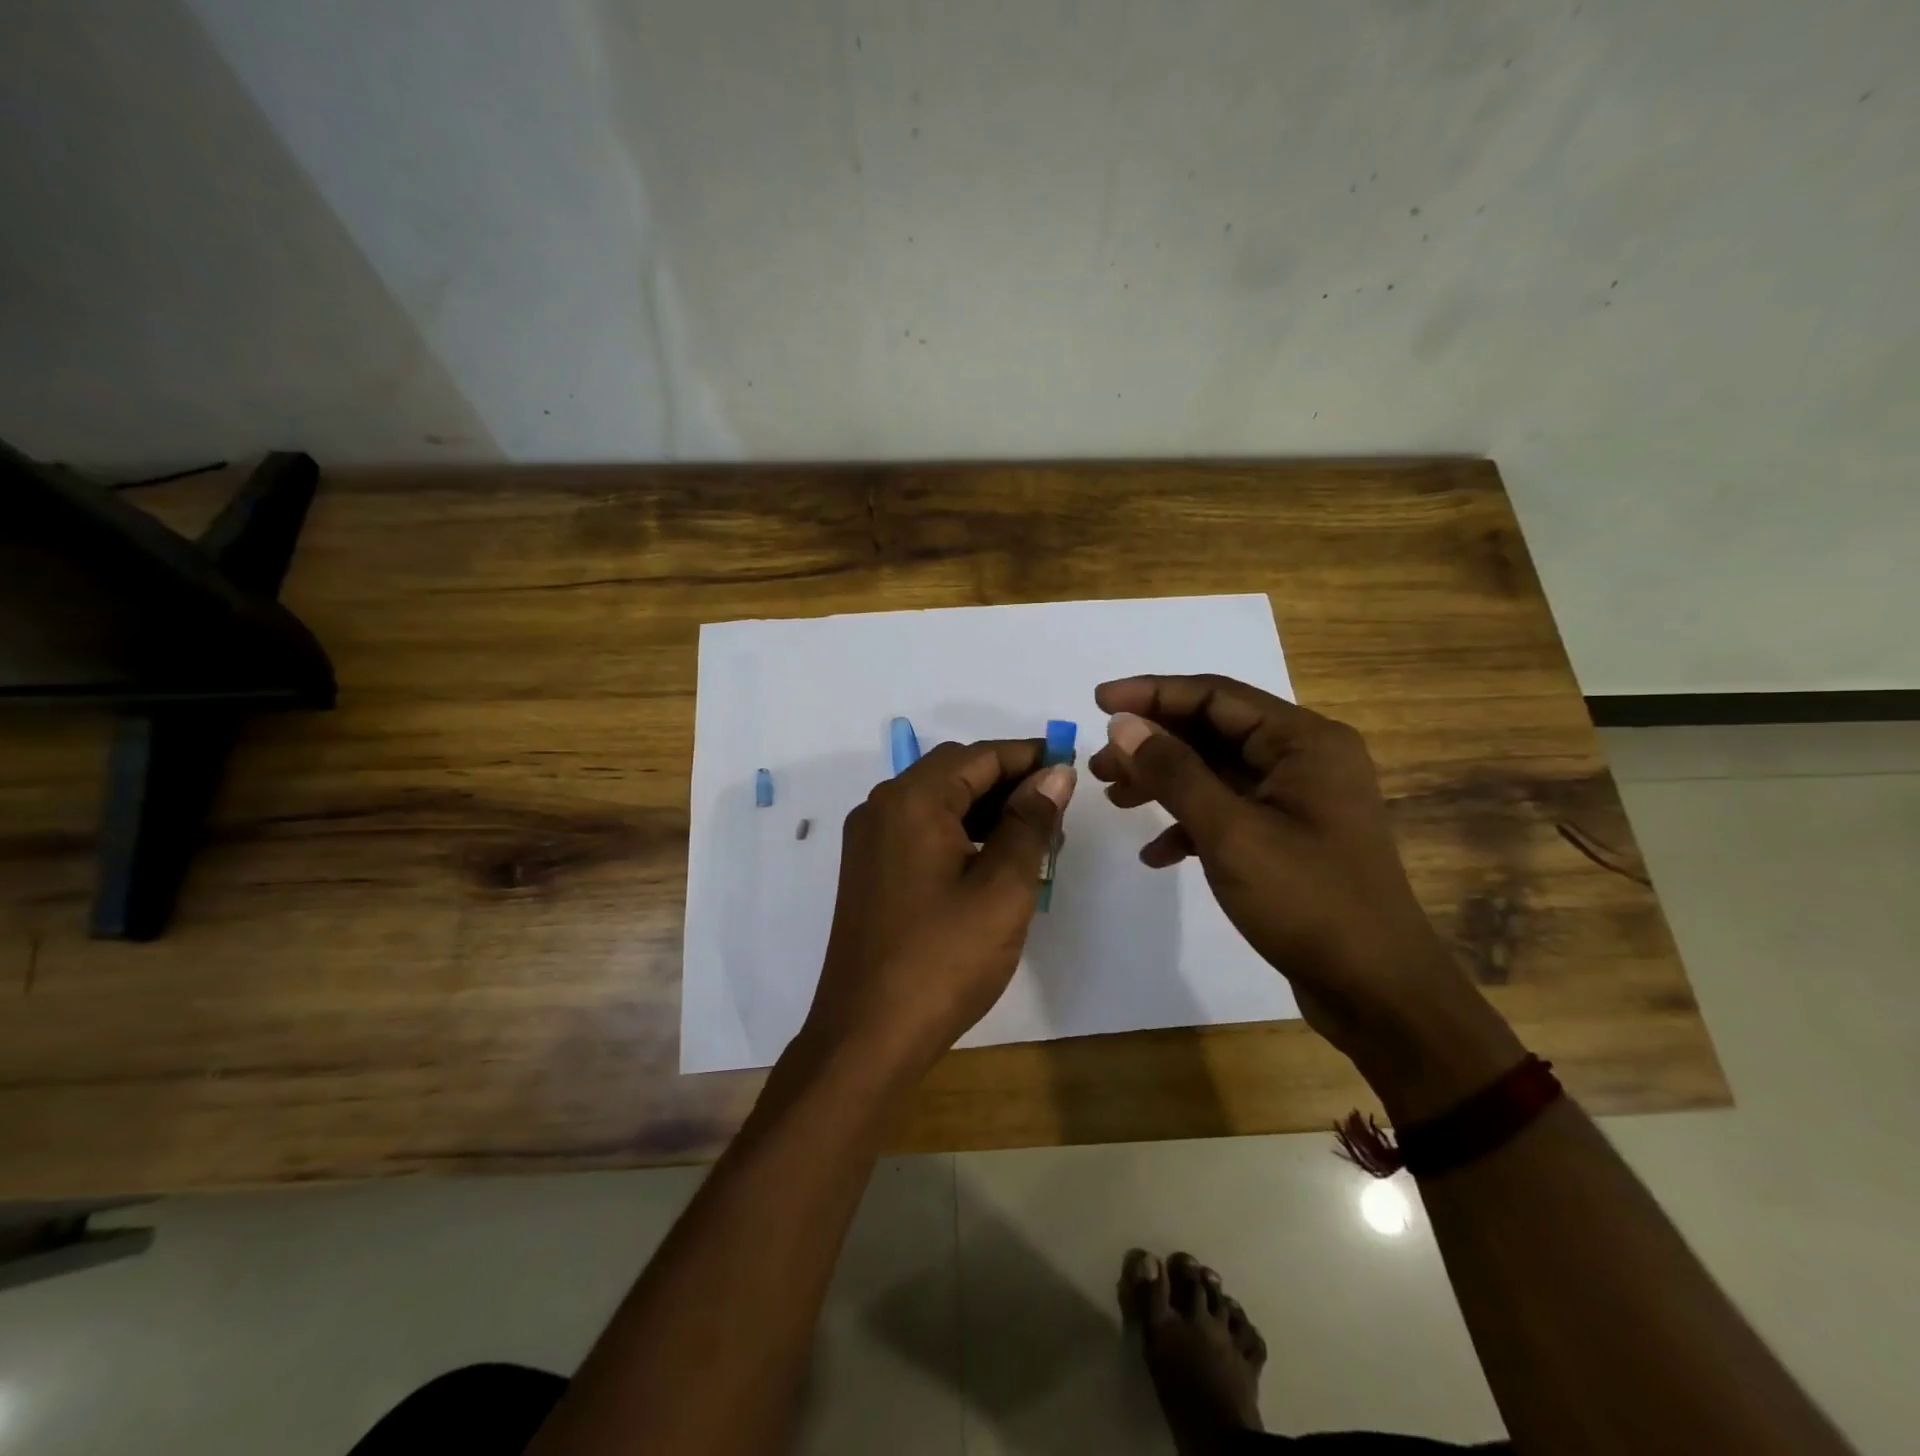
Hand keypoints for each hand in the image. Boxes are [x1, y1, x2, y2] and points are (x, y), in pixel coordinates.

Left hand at [798, 740, 1074, 1082]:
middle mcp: (882, 807)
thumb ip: (1030, 823)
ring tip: (1036, 836)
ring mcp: (870, 840)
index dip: (1029, 756)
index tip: (1071, 768)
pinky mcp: (870, 870)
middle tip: (1058, 809)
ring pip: (938, 801)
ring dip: (986, 808)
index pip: (980, 755)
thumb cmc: (943, 959)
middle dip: (1009, 782)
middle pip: (955, 772)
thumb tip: (1055, 774)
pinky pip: (921, 830)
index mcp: (912, 800)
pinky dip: (960, 832)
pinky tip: (993, 859)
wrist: (867, 1036)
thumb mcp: (1002, 889)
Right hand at [1089, 674, 1520, 1117]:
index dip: (1152, 693)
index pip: (1215, 695)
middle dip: (1153, 744)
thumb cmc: (1307, 901)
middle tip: (1097, 764)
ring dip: (1164, 782)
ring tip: (1113, 798)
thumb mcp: (1229, 832)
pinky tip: (1156, 853)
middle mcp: (1305, 759)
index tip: (1097, 702)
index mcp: (1303, 741)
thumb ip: (1173, 771)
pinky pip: (1229, 812)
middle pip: (1213, 732)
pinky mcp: (1290, 838)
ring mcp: (1299, 801)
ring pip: (1216, 773)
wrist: (1378, 992)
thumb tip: (1122, 724)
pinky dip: (1190, 824)